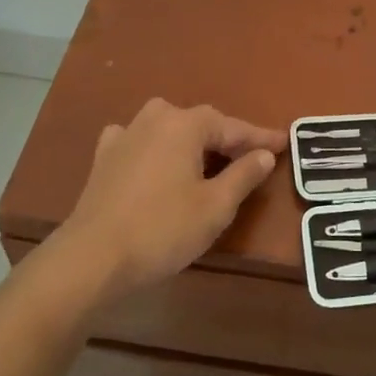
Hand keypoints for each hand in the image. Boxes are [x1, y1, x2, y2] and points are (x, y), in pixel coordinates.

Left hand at [46, 98, 283, 306]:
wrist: (91, 257)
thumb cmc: (162, 230)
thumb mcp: (215, 207)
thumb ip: (243, 175)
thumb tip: (264, 153)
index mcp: (185, 125)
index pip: (233, 127)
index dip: (261, 138)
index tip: (285, 143)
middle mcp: (156, 118)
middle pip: (201, 124)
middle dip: (227, 140)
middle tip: (251, 158)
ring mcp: (126, 134)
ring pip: (170, 129)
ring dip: (192, 143)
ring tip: (208, 160)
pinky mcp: (105, 157)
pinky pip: (140, 142)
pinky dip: (156, 148)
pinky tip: (155, 158)